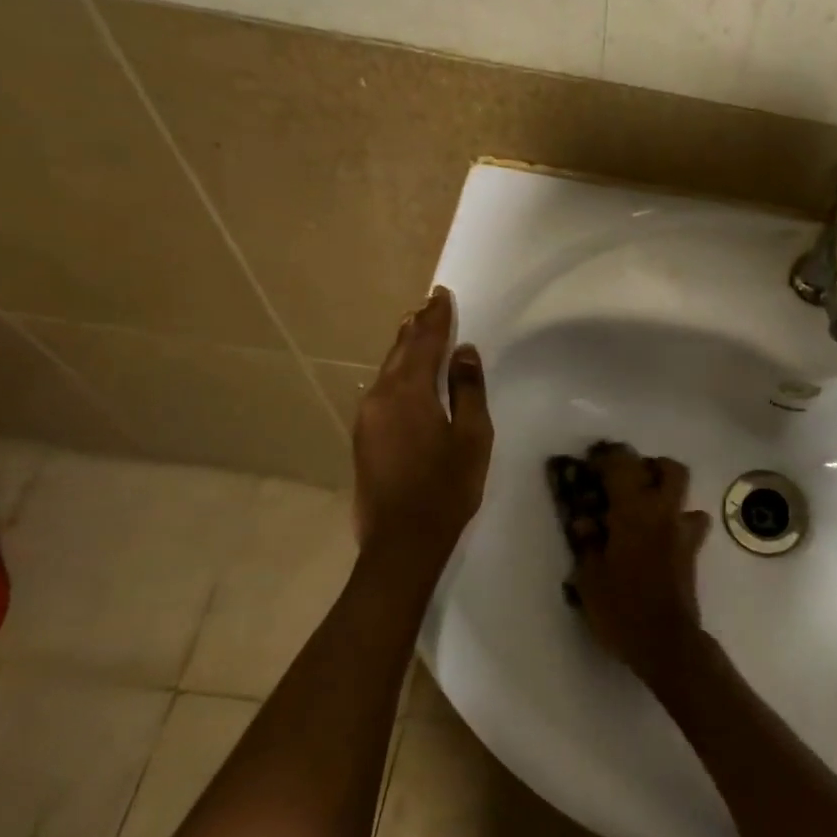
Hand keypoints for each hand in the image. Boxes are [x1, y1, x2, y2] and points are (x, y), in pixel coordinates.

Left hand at [352, 287, 492, 563]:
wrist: (401, 541)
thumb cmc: (447, 487)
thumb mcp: (472, 436)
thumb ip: (467, 390)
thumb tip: (463, 352)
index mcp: (409, 392)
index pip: (425, 342)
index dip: (436, 318)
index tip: (442, 295)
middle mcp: (380, 396)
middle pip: (400, 351)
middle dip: (417, 327)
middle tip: (429, 305)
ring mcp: (367, 417)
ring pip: (388, 370)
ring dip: (404, 348)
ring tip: (416, 329)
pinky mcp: (363, 437)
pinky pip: (382, 389)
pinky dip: (397, 372)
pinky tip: (405, 374)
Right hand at [570, 444, 712, 684]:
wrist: (665, 641)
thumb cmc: (621, 607)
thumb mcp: (589, 577)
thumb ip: (588, 543)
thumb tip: (586, 521)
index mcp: (634, 510)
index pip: (622, 465)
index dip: (607, 457)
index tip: (592, 461)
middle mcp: (663, 512)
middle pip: (669, 469)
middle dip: (650, 466)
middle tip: (627, 480)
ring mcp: (683, 531)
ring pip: (685, 493)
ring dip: (667, 492)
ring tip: (645, 508)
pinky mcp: (692, 552)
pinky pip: (690, 523)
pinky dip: (678, 522)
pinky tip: (661, 537)